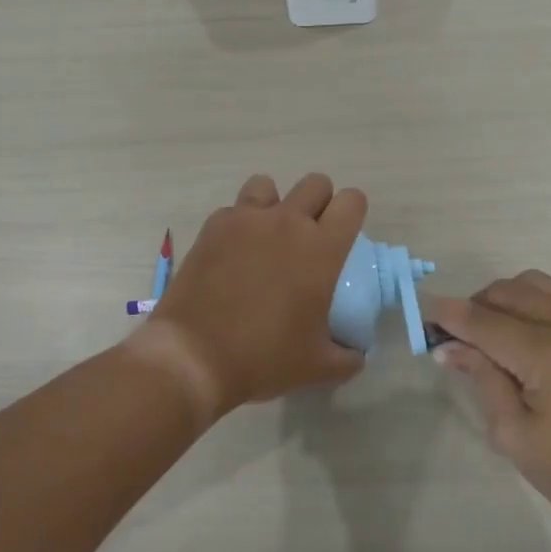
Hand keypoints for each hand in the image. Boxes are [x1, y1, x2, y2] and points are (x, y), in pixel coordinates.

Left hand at [136, 173, 367, 419]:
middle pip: (316, 183)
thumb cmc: (263, 358)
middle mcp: (287, 222)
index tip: (344, 235)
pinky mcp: (213, 226)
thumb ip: (347, 357)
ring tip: (267, 236)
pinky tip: (232, 253)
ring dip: (275, 204)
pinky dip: (238, 223)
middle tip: (309, 238)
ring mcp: (247, 219)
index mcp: (322, 249)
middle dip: (319, 203)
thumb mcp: (317, 367)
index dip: (353, 212)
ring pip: (269, 185)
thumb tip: (356, 353)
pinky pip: (234, 209)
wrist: (194, 356)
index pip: (352, 202)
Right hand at [428, 272, 550, 551]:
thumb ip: (482, 379)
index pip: (484, 321)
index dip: (448, 315)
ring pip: (532, 284)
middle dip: (473, 306)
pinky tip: (517, 336)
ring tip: (485, 335)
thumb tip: (449, 346)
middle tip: (452, 338)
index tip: (420, 313)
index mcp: (549, 353)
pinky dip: (528, 303)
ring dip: (501, 299)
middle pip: (507, 292)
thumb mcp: (516, 435)